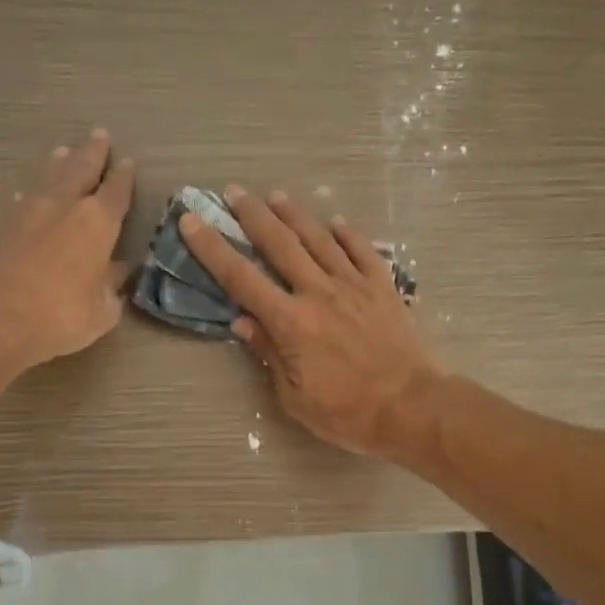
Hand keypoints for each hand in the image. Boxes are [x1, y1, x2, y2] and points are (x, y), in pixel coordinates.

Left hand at [0, 130, 133, 369]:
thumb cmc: (59, 318)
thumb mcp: (101, 312)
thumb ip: (111, 286)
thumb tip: (117, 271)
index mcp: (97, 223)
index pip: (116, 191)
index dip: (124, 177)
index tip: (128, 163)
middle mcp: (63, 205)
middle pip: (81, 168)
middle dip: (93, 152)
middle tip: (99, 136)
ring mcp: (27, 210)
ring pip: (48, 176)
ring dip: (59, 163)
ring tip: (64, 151)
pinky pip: (21, 198)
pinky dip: (31, 193)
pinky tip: (28, 195)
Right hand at [178, 186, 442, 458]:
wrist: (411, 407)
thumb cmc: (347, 412)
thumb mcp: (294, 397)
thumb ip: (269, 354)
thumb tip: (243, 322)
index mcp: (291, 322)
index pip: (241, 279)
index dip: (212, 249)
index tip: (192, 222)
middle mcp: (319, 293)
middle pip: (280, 244)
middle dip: (252, 215)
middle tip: (234, 191)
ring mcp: (354, 286)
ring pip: (319, 239)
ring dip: (295, 214)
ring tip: (276, 196)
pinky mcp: (384, 288)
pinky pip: (362, 251)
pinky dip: (347, 233)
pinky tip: (336, 221)